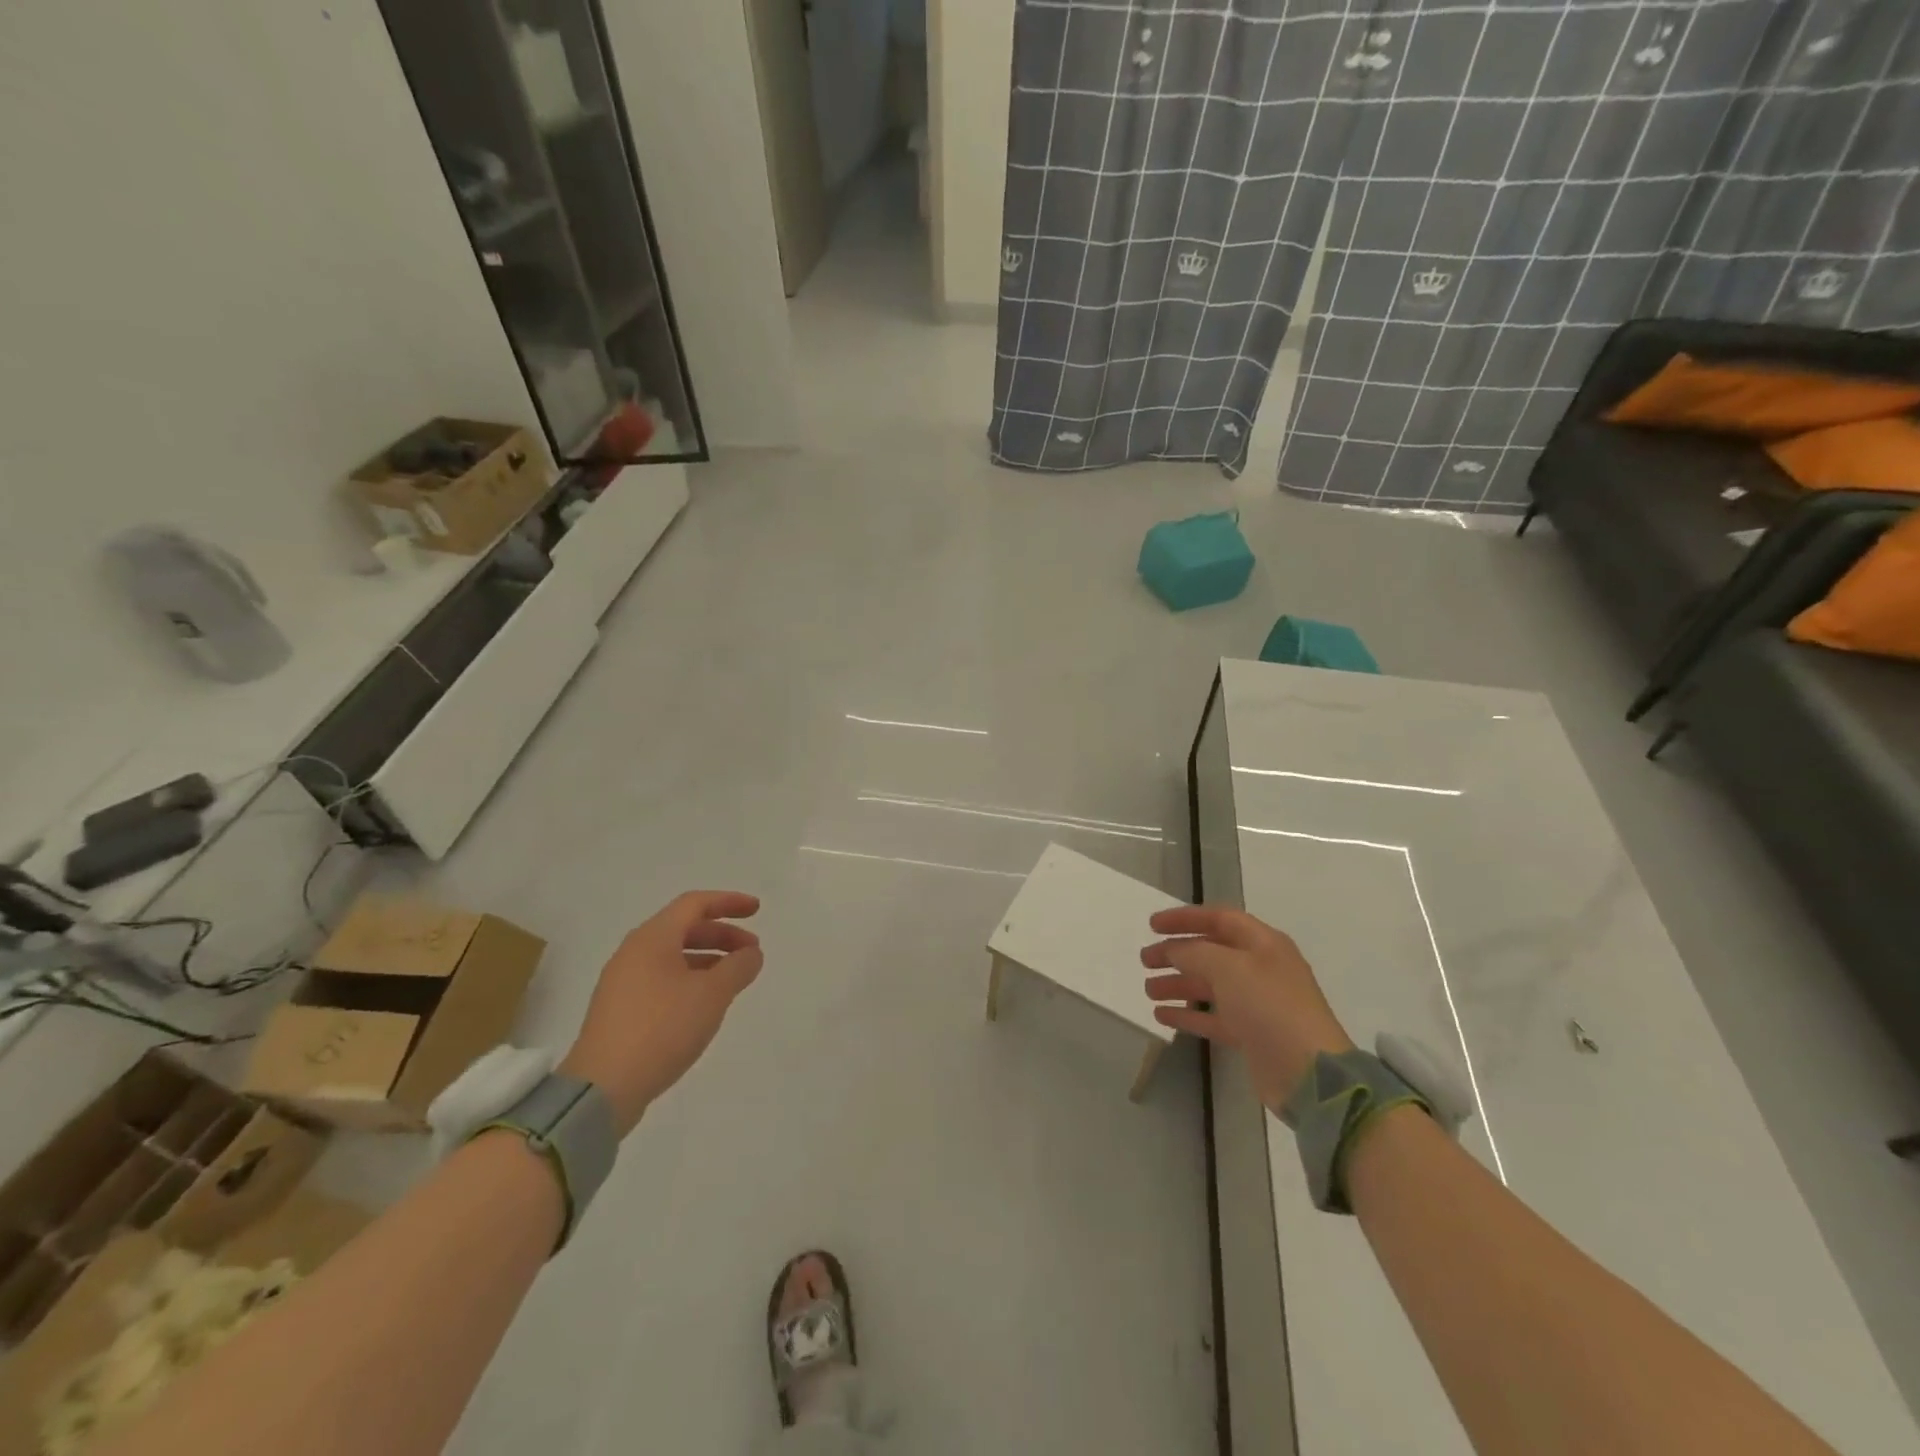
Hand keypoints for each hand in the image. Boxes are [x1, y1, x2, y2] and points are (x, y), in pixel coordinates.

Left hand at [560, 890, 762, 1133]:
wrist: (602, 1088)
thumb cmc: (662, 1028)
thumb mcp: (712, 994)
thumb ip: (738, 967)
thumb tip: (751, 954)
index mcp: (653, 938)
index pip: (695, 904)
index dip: (729, 902)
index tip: (757, 910)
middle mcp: (634, 952)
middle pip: (684, 929)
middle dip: (722, 935)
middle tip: (751, 952)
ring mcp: (622, 982)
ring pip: (673, 956)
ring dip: (708, 959)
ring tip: (734, 978)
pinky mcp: (619, 1010)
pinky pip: (661, 979)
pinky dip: (690, 979)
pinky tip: (705, 1004)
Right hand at [1142, 905, 1352, 1110]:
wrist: (1309, 1074)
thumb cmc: (1269, 1006)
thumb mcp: (1228, 968)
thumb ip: (1194, 952)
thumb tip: (1173, 950)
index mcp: (1263, 944)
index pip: (1219, 918)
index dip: (1185, 918)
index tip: (1152, 925)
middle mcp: (1260, 969)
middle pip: (1211, 952)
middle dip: (1176, 953)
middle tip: (1145, 959)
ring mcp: (1256, 1003)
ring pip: (1209, 986)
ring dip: (1178, 983)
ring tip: (1147, 989)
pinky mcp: (1251, 1034)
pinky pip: (1212, 1017)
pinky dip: (1187, 1013)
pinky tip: (1161, 1014)